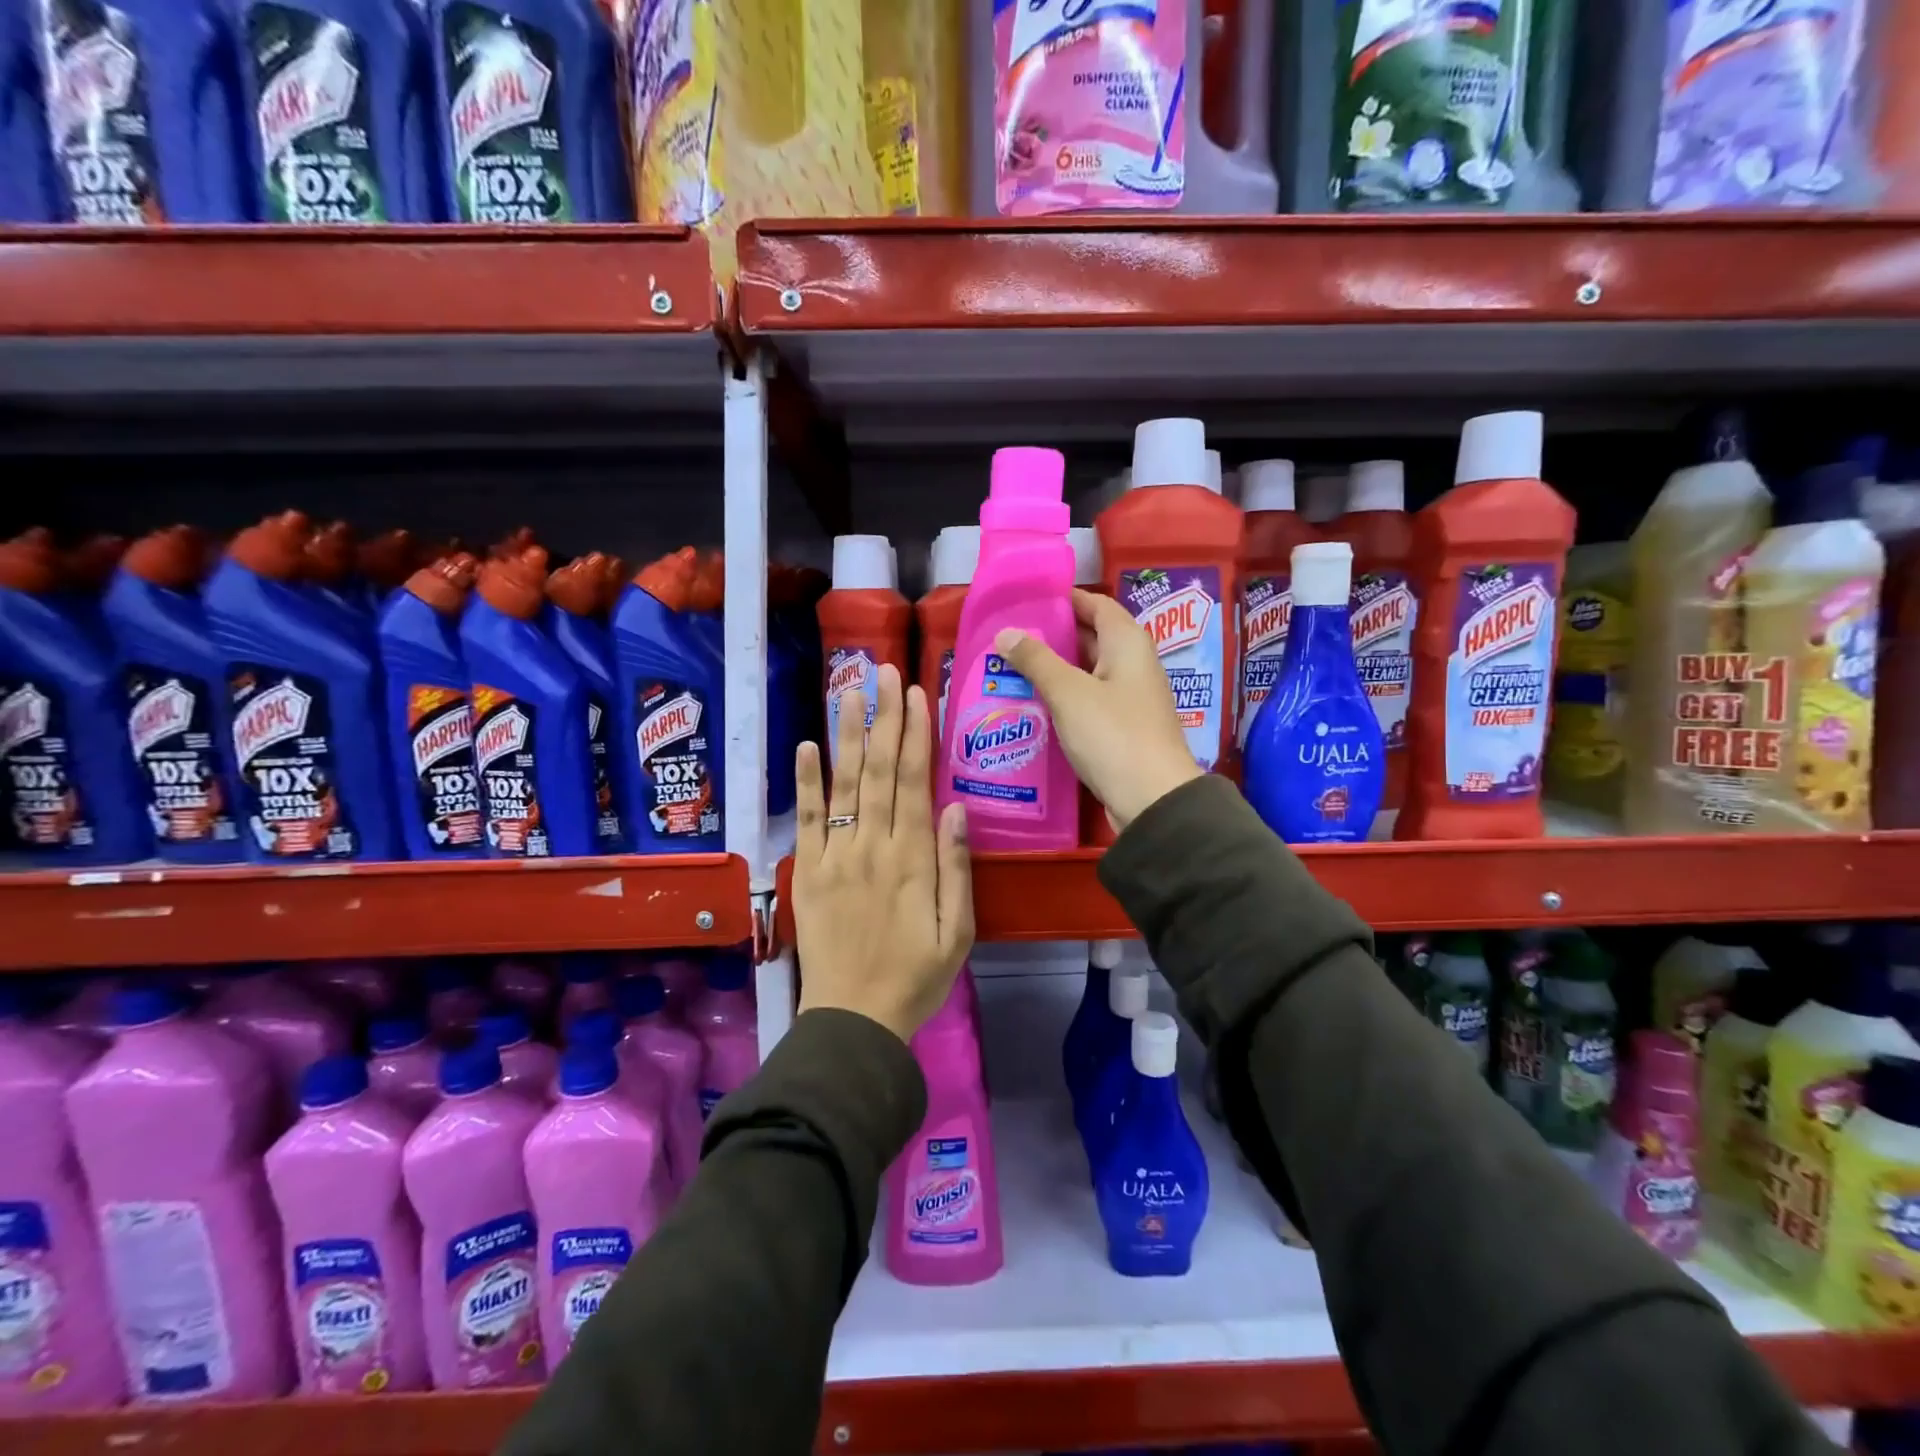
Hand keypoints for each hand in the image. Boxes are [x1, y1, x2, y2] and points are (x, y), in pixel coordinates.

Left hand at [792, 663, 973, 1041]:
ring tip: (849, 691)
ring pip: (843, 785)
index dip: (915, 735)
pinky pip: (807, 820)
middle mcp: (872, 847)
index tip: (916, 694)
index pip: (913, 783)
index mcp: (912, 860)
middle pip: (879, 772)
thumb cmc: (915, 978)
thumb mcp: (957, 933)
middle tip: (883, 672)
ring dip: (847, 735)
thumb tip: (957, 808)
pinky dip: (806, 782)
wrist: (853, 1021)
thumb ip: (956, 869)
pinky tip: (807, 747)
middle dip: (883, 719)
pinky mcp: (809, 872)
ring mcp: (836, 857)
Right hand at [993, 589, 1201, 832]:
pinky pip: (1088, 702)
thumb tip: (1006, 632)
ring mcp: (1129, 699)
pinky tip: (1031, 706)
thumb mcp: (1068, 693)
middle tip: (1007, 638)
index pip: (1095, 604)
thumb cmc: (1112, 735)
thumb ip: (1036, 660)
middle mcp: (1133, 664)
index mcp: (1127, 643)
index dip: (1064, 599)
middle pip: (1090, 638)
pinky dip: (1062, 699)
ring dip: (1053, 670)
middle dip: (1051, 636)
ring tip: (1009, 669)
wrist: (1152, 799)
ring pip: (1086, 673)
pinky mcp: (1122, 728)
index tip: (1026, 600)